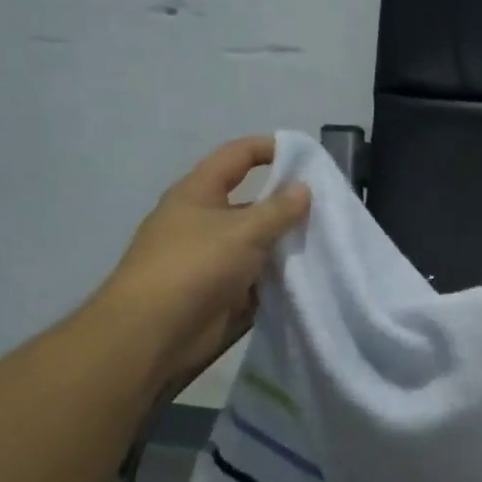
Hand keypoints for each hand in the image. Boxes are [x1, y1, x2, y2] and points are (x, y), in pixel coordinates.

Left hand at [94, 135, 309, 388]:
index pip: (237, 156)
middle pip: (251, 202)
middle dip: (287, 203)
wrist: (153, 333)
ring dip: (286, 243)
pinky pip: (257, 276)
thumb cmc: (194, 266)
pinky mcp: (221, 291)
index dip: (269, 148)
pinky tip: (310, 276)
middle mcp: (204, 220)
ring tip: (328, 242)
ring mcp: (212, 258)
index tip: (306, 154)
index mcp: (198, 193)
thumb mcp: (243, 231)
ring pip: (258, 242)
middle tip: (328, 208)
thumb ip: (278, 210)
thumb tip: (304, 189)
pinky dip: (280, 276)